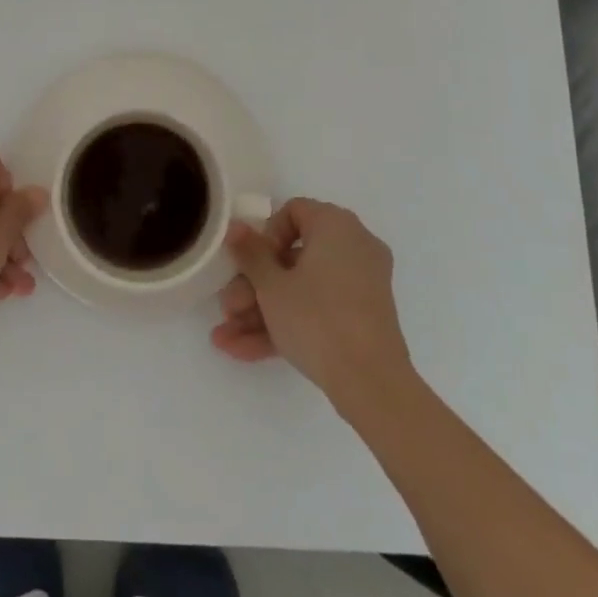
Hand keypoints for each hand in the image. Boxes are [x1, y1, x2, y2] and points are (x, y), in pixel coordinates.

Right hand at [211, 199, 413, 415]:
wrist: (371, 384)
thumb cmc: (317, 318)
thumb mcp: (271, 285)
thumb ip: (249, 252)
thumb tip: (235, 226)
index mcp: (336, 226)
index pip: (293, 212)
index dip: (265, 237)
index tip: (249, 265)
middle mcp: (354, 247)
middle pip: (292, 257)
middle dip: (254, 285)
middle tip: (228, 308)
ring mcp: (361, 285)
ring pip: (302, 289)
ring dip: (262, 311)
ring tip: (226, 338)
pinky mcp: (362, 318)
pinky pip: (319, 310)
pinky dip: (287, 324)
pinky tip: (244, 350)